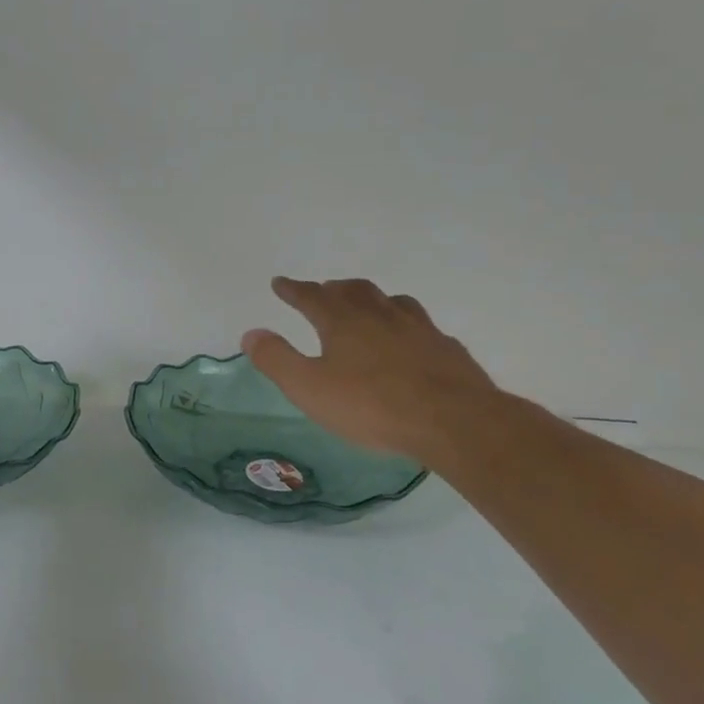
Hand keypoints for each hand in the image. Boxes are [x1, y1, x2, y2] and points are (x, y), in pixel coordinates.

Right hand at [242, 277, 501, 467]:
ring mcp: (418, 329)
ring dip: (372, 299)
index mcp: (343, 322)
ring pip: (391, 301)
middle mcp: (380, 315)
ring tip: (366, 306)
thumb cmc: (371, 406)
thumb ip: (277, 359)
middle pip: (354, 291)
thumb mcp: (309, 388)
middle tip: (323, 290)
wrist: (452, 420)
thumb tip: (251, 333)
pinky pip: (421, 325)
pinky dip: (405, 324)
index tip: (280, 282)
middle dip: (333, 289)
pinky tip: (410, 339)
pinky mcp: (445, 348)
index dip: (293, 289)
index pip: (311, 296)